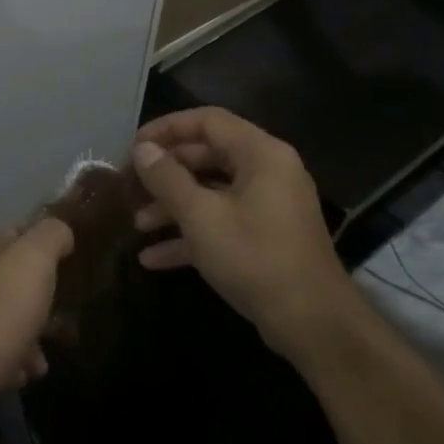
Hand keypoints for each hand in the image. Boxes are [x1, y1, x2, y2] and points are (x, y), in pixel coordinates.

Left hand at [0, 220, 74, 422]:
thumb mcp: (34, 263)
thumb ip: (51, 236)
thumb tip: (60, 231)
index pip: (16, 234)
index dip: (46, 254)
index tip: (66, 279)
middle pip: (10, 280)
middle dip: (37, 304)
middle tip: (58, 326)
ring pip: (1, 314)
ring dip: (26, 335)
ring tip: (40, 361)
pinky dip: (7, 356)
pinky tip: (19, 374)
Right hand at [130, 108, 360, 357]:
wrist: (311, 322)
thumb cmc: (254, 257)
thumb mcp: (201, 216)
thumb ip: (167, 179)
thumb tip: (142, 150)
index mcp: (261, 154)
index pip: (208, 121)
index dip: (167, 128)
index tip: (134, 146)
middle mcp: (268, 172)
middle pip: (208, 156)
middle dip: (166, 173)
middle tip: (131, 185)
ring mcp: (268, 206)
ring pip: (212, 193)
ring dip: (173, 207)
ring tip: (137, 225)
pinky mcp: (266, 237)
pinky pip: (222, 222)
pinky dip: (191, 234)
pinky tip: (153, 258)